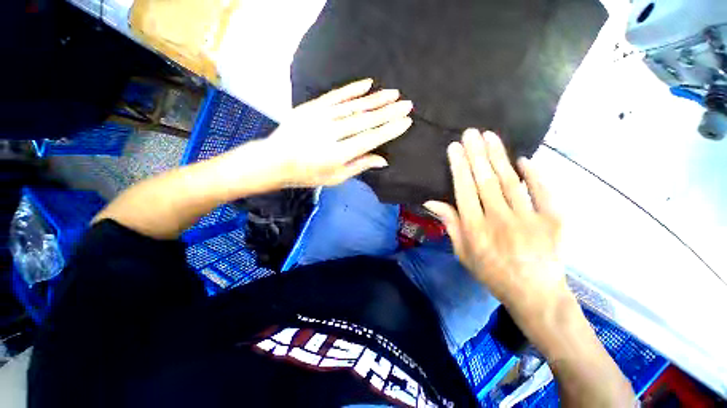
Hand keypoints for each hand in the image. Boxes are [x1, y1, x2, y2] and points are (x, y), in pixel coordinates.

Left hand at [261, 78, 412, 186]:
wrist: (276, 160)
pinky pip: (336, 95)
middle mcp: (332, 133)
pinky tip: (367, 83)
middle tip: (407, 104)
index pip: (370, 139)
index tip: (405, 121)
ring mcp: (321, 117)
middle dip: (388, 111)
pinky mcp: (312, 107)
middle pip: (365, 120)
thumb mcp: (336, 178)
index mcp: (338, 154)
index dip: (389, 130)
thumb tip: (383, 160)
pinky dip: (352, 89)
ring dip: (375, 99)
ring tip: (393, 93)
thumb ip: (359, 166)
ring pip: (354, 106)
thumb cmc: (308, 174)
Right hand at [424, 129, 566, 316]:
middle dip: (476, 154)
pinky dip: (534, 174)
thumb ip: (449, 224)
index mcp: (475, 229)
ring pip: (510, 181)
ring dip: (498, 156)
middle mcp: (499, 220)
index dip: (459, 167)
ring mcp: (528, 219)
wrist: (534, 293)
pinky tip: (524, 159)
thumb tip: (431, 201)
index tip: (455, 148)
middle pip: (485, 181)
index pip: (464, 190)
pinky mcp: (553, 221)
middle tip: (471, 132)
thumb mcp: (462, 252)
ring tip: (490, 136)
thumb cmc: (492, 273)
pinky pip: (543, 192)